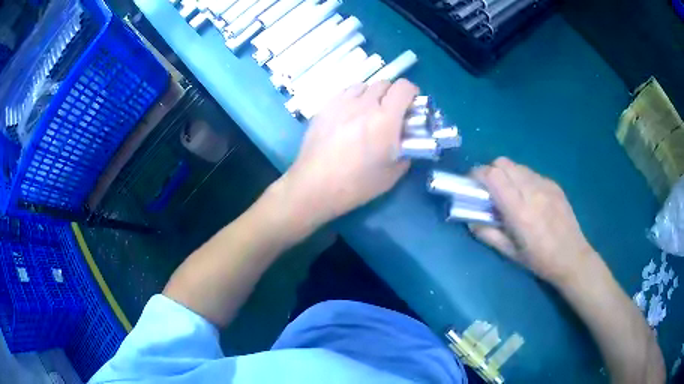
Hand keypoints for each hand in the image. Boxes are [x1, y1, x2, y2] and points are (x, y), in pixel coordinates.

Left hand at [282, 79, 418, 226]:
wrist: (314, 186)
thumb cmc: (355, 185)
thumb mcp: (391, 175)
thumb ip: (405, 153)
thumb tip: (405, 143)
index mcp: (385, 119)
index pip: (404, 87)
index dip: (412, 92)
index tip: (412, 104)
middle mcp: (364, 104)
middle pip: (384, 83)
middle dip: (393, 94)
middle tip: (391, 112)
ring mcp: (341, 103)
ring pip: (363, 85)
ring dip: (372, 94)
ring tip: (368, 112)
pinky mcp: (324, 107)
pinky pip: (344, 93)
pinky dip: (353, 98)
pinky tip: (349, 115)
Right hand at [469, 157, 596, 285]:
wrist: (572, 256)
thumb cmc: (539, 260)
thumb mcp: (510, 253)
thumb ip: (487, 234)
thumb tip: (470, 220)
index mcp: (519, 210)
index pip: (493, 175)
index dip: (477, 175)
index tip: (471, 185)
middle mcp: (532, 191)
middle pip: (503, 163)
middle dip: (490, 171)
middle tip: (489, 190)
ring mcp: (545, 185)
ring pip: (517, 166)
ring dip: (506, 174)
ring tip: (509, 194)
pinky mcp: (554, 184)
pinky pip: (531, 173)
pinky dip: (522, 179)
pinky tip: (528, 198)